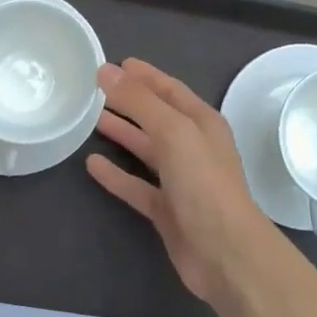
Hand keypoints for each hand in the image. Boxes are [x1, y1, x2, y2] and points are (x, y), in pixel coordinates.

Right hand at [87, 58, 279, 303]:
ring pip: (146, 149)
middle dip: (130, 102)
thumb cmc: (204, 183)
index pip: (170, 90)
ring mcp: (180, 180)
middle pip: (157, 117)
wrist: (224, 252)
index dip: (145, 76)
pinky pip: (137, 185)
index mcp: (202, 123)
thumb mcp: (173, 132)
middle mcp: (193, 147)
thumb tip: (106, 71)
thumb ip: (139, 101)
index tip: (117, 64)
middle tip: (95, 89)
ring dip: (122, 134)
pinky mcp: (167, 210)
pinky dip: (116, 174)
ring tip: (91, 119)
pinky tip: (92, 165)